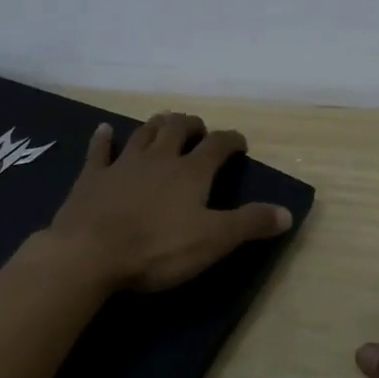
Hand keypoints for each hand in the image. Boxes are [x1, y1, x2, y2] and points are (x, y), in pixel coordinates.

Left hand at [44, 112, 293, 292]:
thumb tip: (287, 212)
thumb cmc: (157, 249)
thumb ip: (250, 223)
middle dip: (191, 125)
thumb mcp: (213, 241)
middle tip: (198, 130)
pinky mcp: (92, 177)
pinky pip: (99, 150)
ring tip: (165, 123)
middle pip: (177, 128)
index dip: (231, 140)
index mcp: (190, 172)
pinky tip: (105, 130)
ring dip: (157, 125)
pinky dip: (103, 138)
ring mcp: (122, 164)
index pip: (218, 145)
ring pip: (143, 133)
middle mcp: (159, 159)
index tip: (239, 143)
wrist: (91, 253)